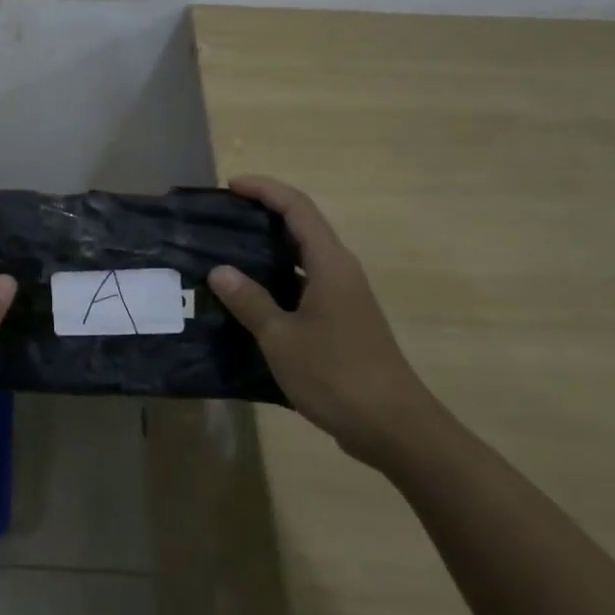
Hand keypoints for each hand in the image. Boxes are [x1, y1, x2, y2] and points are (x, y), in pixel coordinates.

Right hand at [207, 175, 439, 467]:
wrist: (395, 428)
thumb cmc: (337, 376)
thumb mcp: (282, 338)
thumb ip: (250, 301)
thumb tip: (219, 270)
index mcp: (330, 264)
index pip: (297, 207)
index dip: (264, 190)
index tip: (230, 186)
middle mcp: (340, 271)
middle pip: (301, 226)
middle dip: (263, 214)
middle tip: (221, 218)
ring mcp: (344, 297)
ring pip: (303, 257)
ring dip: (268, 248)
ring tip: (227, 253)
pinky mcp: (342, 321)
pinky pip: (304, 284)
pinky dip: (276, 280)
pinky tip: (249, 298)